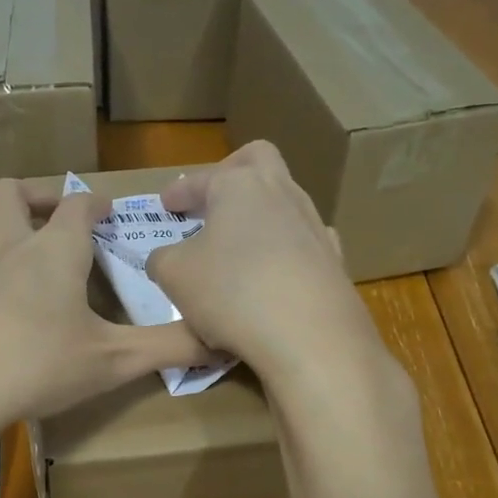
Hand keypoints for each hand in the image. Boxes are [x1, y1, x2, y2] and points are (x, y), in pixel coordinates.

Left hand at [0, 178, 211, 434]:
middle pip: (13, 197)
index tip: (109, 211)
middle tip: (50, 202)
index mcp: (55, 254)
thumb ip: (172, 347)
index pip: (79, 209)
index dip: (95, 203)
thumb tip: (224, 340)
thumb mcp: (117, 359)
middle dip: (34, 192)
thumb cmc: (43, 367)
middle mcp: (9, 251)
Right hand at [146, 142, 378, 385]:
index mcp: (240, 186)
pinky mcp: (334, 261)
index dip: (179, 192)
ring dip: (258, 215)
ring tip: (237, 245)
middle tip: (213, 197)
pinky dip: (284, 250)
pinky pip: (304, 243)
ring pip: (284, 202)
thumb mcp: (174, 275)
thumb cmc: (231, 293)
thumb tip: (167, 258)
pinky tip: (273, 273)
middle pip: (259, 160)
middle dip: (232, 171)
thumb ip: (162, 258)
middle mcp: (282, 193)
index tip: (166, 205)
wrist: (310, 337)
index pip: (202, 179)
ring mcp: (314, 226)